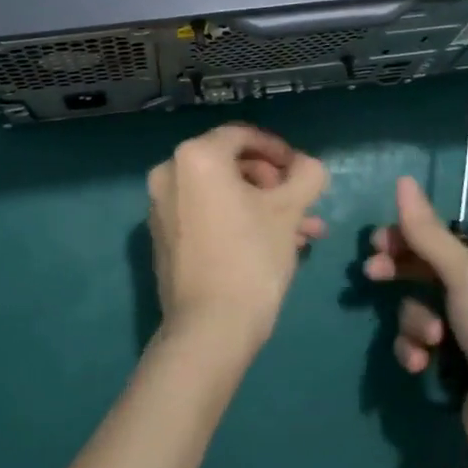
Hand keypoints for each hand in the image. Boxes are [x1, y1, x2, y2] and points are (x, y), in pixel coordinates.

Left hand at [147, 123, 328, 351]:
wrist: (208, 331)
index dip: (279, 150)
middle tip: (303, 206)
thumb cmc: (251, 258)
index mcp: (196, 155)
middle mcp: (170, 172)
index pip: (244, 135)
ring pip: (223, 193)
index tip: (303, 172)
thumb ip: (306, 174)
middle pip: (232, 164)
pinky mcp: (164, 237)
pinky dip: (237, 220)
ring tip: (302, 234)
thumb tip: (307, 165)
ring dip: (262, 207)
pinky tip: (273, 246)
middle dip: (273, 185)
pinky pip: (206, 214)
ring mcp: (161, 206)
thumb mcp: (289, 210)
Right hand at [363, 176, 467, 467]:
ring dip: (416, 321)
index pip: (450, 240)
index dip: (412, 238)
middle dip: (404, 275)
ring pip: (424, 309)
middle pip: (433, 272)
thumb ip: (427, 232)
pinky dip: (417, 351)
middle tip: (373, 273)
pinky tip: (421, 364)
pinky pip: (424, 346)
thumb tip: (402, 180)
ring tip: (429, 340)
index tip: (378, 242)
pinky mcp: (461, 373)